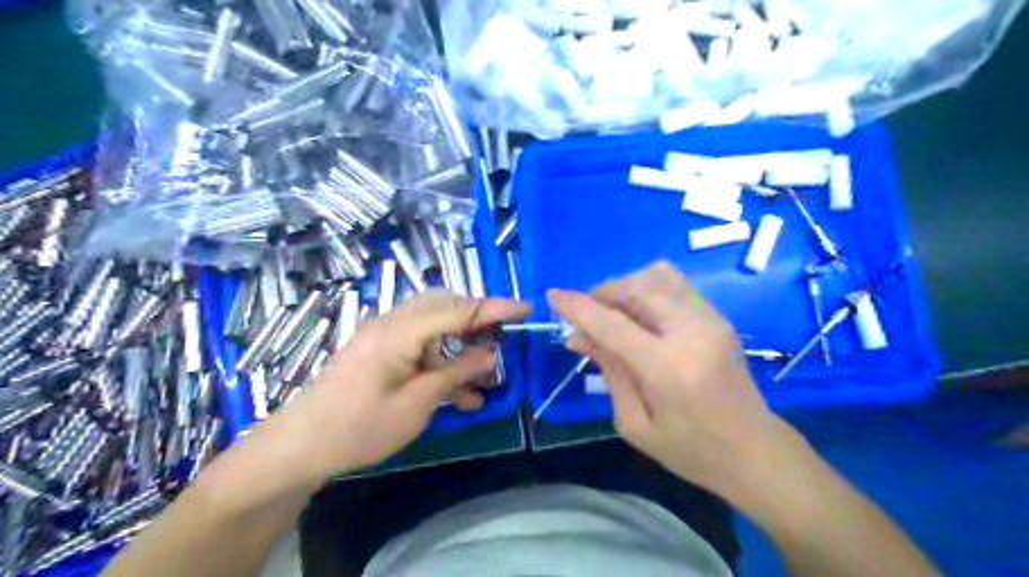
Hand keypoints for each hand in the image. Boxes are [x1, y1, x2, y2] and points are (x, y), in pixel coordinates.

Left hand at [264, 291, 529, 475]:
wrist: (300, 445)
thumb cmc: (358, 427)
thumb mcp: (416, 404)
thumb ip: (454, 374)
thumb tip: (489, 355)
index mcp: (399, 332)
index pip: (457, 310)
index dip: (494, 308)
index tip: (524, 308)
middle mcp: (392, 324)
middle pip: (445, 307)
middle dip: (477, 320)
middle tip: (504, 336)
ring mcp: (384, 336)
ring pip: (434, 326)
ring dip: (461, 346)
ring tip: (485, 374)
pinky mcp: (380, 351)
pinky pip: (420, 345)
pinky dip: (442, 361)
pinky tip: (460, 394)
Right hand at [551, 265, 790, 498]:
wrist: (754, 451)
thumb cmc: (691, 450)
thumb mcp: (635, 422)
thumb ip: (608, 371)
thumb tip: (576, 336)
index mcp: (669, 367)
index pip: (613, 323)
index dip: (578, 307)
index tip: (552, 297)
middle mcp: (692, 331)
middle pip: (636, 287)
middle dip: (602, 293)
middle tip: (584, 316)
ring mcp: (710, 318)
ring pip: (656, 276)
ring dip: (624, 287)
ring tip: (610, 313)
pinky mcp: (717, 316)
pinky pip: (673, 284)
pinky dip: (646, 289)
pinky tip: (637, 315)